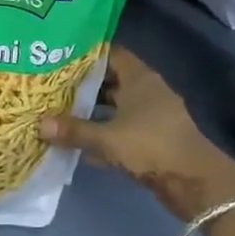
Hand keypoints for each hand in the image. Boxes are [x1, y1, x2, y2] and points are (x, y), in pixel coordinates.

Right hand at [38, 45, 234, 223]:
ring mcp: (151, 116)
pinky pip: (121, 129)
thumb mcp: (108, 138)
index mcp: (139, 78)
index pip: (111, 53)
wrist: (195, 182)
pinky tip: (79, 144)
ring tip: (59, 111)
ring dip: (92, 111)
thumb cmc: (151, 146)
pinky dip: (103, 134)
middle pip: (111, 80)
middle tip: (51, 85)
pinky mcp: (152, 139)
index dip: (87, 53)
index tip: (60, 56)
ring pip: (115, 106)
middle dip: (83, 84)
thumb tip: (39, 124)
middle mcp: (146, 91)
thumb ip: (74, 131)